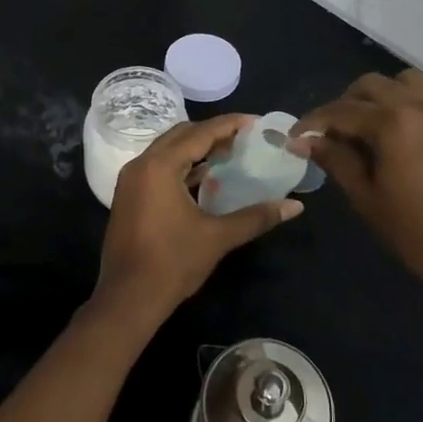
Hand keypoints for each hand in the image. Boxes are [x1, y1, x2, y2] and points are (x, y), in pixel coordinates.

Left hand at [93, 114, 301, 332]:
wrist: (127, 299)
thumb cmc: (172, 263)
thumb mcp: (218, 237)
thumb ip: (256, 216)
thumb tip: (295, 206)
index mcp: (160, 166)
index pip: (200, 133)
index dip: (229, 125)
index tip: (255, 122)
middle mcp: (141, 164)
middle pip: (181, 135)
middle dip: (212, 133)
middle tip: (244, 137)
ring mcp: (131, 180)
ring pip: (167, 150)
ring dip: (196, 148)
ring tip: (229, 153)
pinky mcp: (129, 196)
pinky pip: (158, 167)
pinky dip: (181, 165)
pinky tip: (204, 177)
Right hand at [293, 70, 422, 299]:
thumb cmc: (416, 234)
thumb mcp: (366, 198)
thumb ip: (335, 159)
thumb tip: (303, 140)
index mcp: (392, 124)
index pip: (340, 111)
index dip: (312, 122)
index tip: (296, 137)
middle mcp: (419, 105)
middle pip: (370, 85)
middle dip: (345, 104)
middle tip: (333, 133)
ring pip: (403, 81)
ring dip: (380, 95)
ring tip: (371, 125)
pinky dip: (410, 101)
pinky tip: (405, 130)